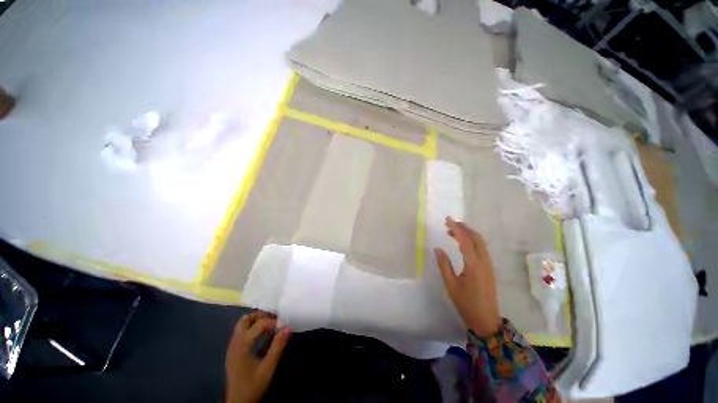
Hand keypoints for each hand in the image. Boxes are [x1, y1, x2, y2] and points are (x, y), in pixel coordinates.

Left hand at [225, 311, 290, 402]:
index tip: (284, 325)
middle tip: (276, 318)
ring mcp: (232, 347)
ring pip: (242, 325)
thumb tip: (288, 327)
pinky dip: (252, 328)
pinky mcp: (233, 352)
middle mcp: (235, 343)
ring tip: (270, 324)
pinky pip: (241, 332)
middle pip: (246, 320)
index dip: (273, 321)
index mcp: (242, 345)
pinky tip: (262, 335)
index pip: (259, 323)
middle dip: (261, 315)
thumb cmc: (253, 386)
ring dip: (256, 320)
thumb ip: (278, 346)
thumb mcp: (268, 367)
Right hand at [435, 217, 501, 336]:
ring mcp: (489, 265)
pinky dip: (472, 241)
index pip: (465, 241)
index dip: (456, 228)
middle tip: (450, 222)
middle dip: (464, 227)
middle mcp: (484, 262)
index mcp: (474, 266)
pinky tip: (462, 243)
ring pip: (481, 242)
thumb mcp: (451, 285)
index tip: (447, 220)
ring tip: (453, 231)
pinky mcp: (489, 268)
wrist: (486, 320)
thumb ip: (444, 265)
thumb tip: (438, 248)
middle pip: (477, 238)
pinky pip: (482, 248)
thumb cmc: (466, 303)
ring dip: (468, 233)